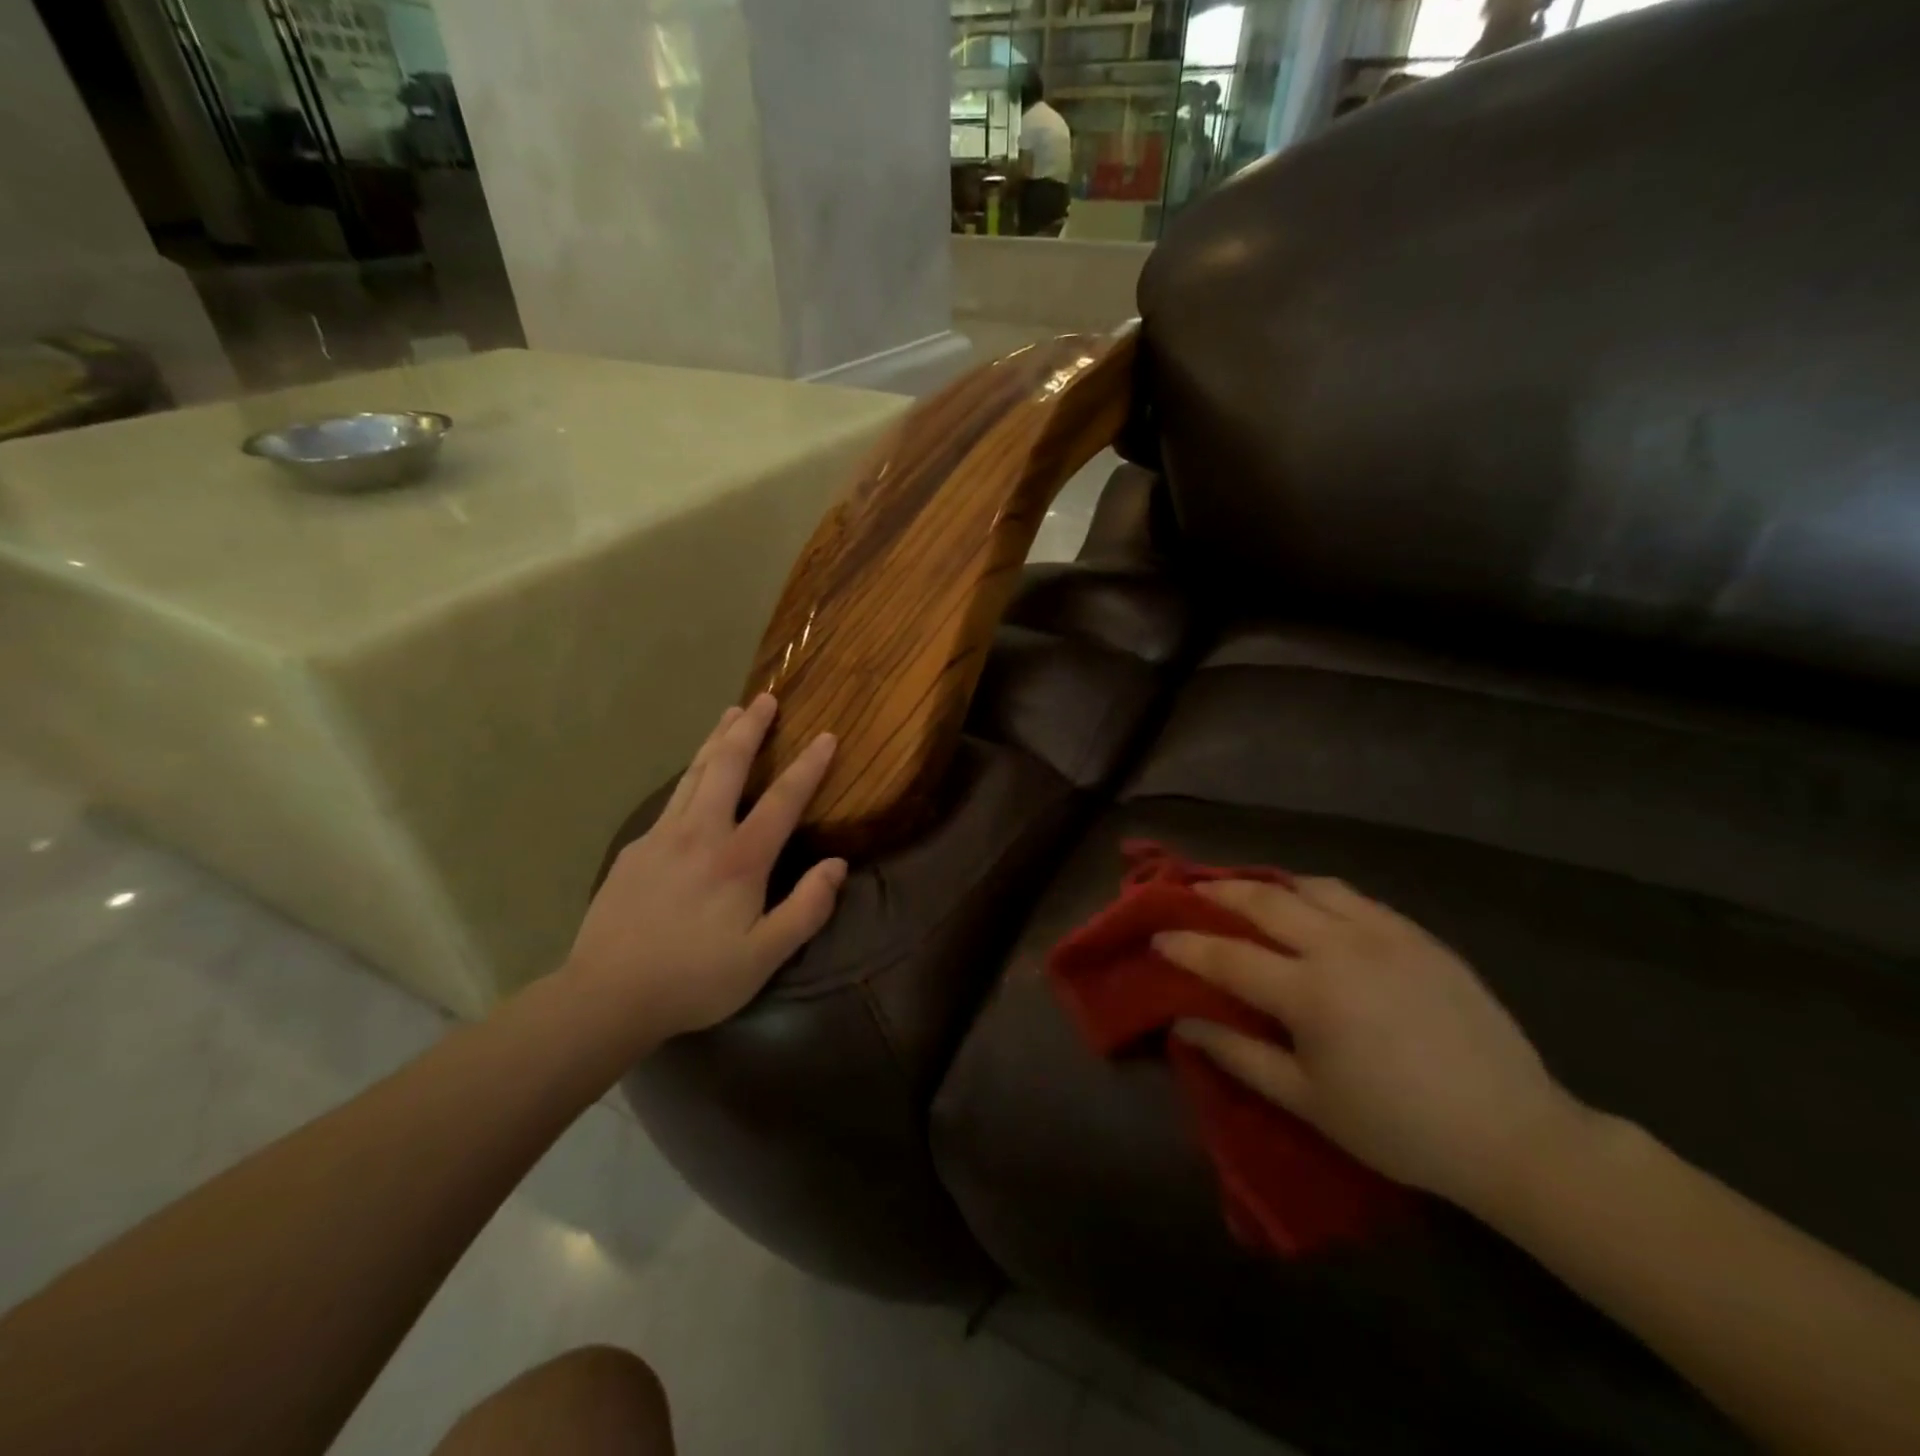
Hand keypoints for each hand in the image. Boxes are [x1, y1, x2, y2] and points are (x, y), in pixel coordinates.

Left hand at [566, 695, 846, 1041]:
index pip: (783, 800)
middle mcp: (701, 833)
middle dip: (750, 729)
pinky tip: (694, 777)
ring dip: (717, 740)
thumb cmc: (695, 979)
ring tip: (730, 714)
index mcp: (739, 859)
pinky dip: (692, 775)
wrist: (606, 996)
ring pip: (695, 773)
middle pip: (729, 766)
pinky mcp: (636, 849)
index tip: (826, 736)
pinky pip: (672, 799)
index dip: (808, 766)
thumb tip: (838, 865)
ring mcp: (662, 837)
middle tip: (764, 698)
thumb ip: (806, 909)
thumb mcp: (764, 957)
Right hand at [1155, 878, 1586, 1212]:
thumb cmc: (1398, 1128)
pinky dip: (1318, 893)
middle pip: (1264, 902)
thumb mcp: (1307, 1101)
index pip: (1227, 956)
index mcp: (1310, 993)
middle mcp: (1341, 947)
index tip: (1157, 935)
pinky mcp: (1418, 934)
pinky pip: (1355, 897)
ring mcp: (1385, 933)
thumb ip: (1239, 1054)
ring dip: (1270, 884)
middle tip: (1190, 890)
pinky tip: (1314, 907)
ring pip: (1311, 886)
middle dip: (1219, 893)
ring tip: (1249, 891)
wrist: (1512, 1133)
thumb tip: (1182, 1022)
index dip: (1185, 945)